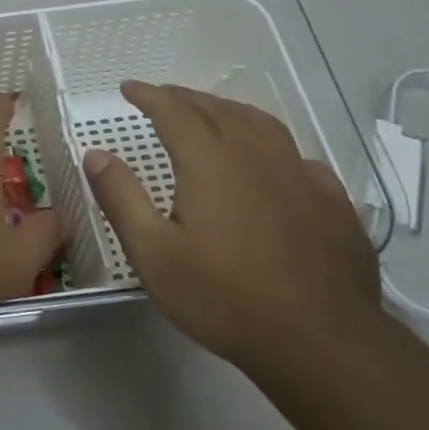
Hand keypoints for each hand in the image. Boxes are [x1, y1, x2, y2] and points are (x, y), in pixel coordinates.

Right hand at [82, 81, 380, 369]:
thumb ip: (122, 198)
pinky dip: (271, 144)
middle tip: (162, 96)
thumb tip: (96, 154)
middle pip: (217, 110)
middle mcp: (256, 155)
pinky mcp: (332, 202)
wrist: (321, 341)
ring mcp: (300, 176)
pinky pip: (296, 155)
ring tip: (212, 113)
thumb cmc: (224, 298)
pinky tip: (271, 162)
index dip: (149, 96)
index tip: (128, 88)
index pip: (174, 112)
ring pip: (261, 124)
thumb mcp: (153, 254)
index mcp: (210, 162)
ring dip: (228, 110)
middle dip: (185, 98)